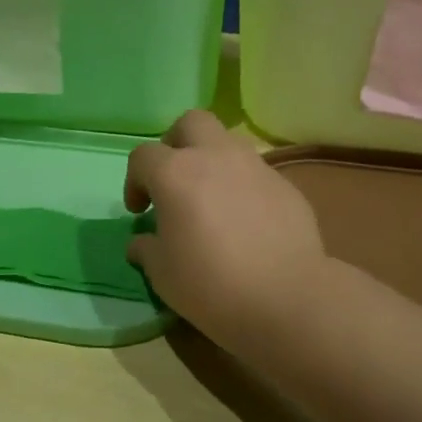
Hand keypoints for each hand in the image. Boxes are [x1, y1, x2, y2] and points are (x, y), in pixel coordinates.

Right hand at [124, 110, 332, 347]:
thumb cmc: (211, 284)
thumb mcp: (162, 274)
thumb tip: (142, 241)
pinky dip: (243, 187)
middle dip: (176, 143)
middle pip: (190, 123)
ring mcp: (256, 167)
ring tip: (211, 201)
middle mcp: (216, 157)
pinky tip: (245, 222)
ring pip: (228, 143)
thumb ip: (147, 249)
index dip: (134, 180)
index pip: (143, 156)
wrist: (286, 298)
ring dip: (212, 161)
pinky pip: (256, 173)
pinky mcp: (286, 186)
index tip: (140, 211)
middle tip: (174, 179)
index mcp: (176, 173)